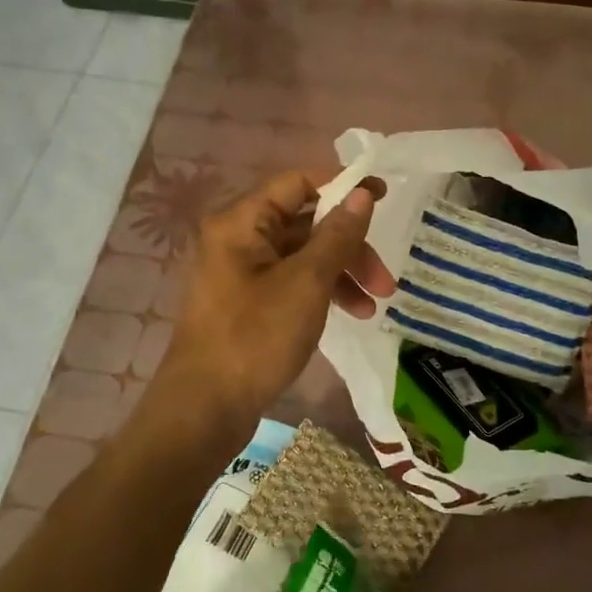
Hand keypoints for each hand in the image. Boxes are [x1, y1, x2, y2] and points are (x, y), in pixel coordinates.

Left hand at [156, 170, 393, 433]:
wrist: (206, 408)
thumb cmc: (256, 337)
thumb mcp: (306, 283)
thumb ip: (337, 235)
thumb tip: (363, 193)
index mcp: (242, 222)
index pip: (298, 183)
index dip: (343, 187)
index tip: (385, 198)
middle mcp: (238, 240)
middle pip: (305, 224)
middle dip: (350, 247)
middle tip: (385, 280)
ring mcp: (242, 274)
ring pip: (303, 257)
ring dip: (342, 274)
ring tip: (374, 306)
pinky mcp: (249, 305)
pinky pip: (293, 283)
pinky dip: (322, 293)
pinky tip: (350, 316)